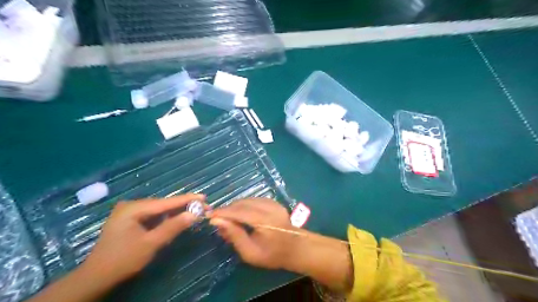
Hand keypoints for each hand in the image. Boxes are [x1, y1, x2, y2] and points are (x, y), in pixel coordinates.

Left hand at [80, 193, 205, 284]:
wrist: (96, 278)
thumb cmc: (122, 260)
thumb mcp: (151, 244)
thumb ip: (173, 227)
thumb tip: (194, 214)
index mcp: (133, 208)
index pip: (166, 202)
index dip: (186, 199)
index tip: (204, 197)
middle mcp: (131, 205)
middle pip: (163, 204)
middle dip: (182, 206)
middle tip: (201, 206)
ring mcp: (129, 212)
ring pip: (158, 209)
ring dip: (175, 211)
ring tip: (193, 211)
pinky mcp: (130, 219)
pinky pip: (153, 215)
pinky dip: (165, 217)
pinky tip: (176, 218)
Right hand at [208, 198, 297, 270]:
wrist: (296, 248)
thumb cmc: (272, 255)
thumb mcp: (250, 253)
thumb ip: (234, 235)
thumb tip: (217, 221)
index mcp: (265, 221)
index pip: (239, 212)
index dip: (223, 212)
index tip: (209, 216)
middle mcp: (269, 208)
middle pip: (243, 203)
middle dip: (228, 209)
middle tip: (218, 220)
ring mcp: (273, 203)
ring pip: (248, 200)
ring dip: (235, 207)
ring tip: (229, 218)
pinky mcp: (274, 202)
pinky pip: (254, 200)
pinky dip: (245, 205)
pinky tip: (241, 214)